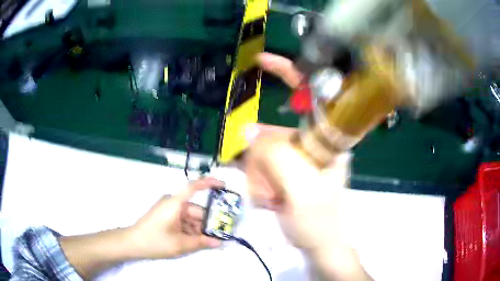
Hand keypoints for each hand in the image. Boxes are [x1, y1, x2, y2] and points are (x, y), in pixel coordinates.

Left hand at [129, 177, 222, 258]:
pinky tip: (195, 241)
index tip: (224, 186)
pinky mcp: (166, 216)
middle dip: (207, 223)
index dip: (209, 183)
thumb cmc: (155, 241)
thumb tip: (220, 243)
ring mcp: (169, 210)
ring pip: (190, 218)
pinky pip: (183, 221)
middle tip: (221, 235)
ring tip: (208, 243)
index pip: (193, 187)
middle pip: (196, 210)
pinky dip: (190, 230)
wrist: (133, 243)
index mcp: (175, 203)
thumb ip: (201, 242)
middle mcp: (173, 203)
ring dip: (199, 229)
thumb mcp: (180, 244)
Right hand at [244, 53, 370, 279]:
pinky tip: (267, 199)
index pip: (310, 95)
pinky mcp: (287, 169)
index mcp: (328, 140)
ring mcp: (298, 156)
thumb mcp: (302, 190)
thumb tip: (249, 132)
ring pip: (262, 150)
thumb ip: (277, 157)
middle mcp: (313, 142)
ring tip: (270, 200)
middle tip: (268, 190)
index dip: (287, 72)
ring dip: (258, 176)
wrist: (319, 245)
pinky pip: (260, 164)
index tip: (261, 61)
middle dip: (261, 160)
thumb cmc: (318, 221)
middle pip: (273, 130)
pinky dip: (257, 181)